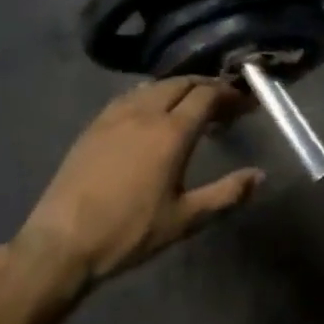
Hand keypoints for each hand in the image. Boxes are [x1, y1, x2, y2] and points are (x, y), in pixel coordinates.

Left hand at [19, 77, 264, 285]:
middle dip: (207, 87)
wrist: (64, 241)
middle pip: (182, 83)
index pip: (207, 95)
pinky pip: (130, 96)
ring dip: (179, 89)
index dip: (230, 94)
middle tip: (224, 104)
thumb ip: (226, 194)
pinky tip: (153, 112)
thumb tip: (259, 175)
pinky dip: (151, 95)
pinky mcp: (95, 124)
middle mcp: (144, 112)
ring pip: (154, 86)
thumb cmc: (130, 232)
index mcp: (171, 132)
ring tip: (192, 106)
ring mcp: (115, 115)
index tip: (246, 102)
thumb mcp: (185, 219)